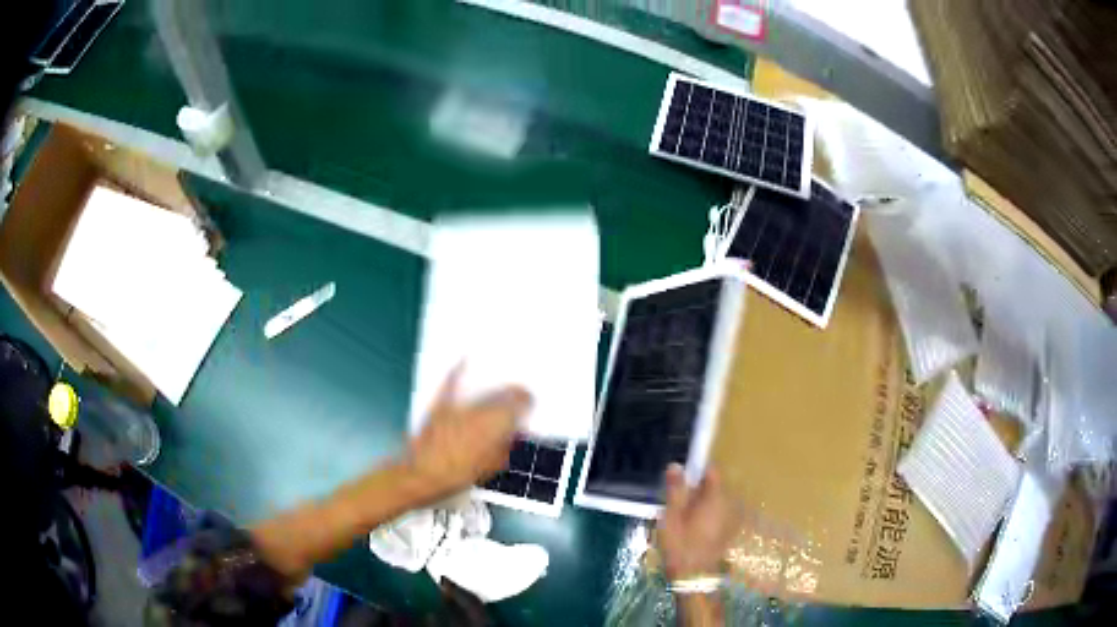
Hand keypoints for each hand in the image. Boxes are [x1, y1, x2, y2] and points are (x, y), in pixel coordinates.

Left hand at [408, 366, 531, 497]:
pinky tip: (462, 359)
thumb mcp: (492, 468)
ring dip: (494, 390)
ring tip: (501, 388)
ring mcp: (458, 407)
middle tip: (519, 396)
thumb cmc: (459, 476)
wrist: (423, 476)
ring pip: (482, 392)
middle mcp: (480, 411)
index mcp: (496, 426)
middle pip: (503, 395)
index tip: (530, 402)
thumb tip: (516, 434)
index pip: (519, 403)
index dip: (527, 401)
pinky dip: (456, 371)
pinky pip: (450, 384)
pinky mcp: (439, 406)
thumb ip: (507, 447)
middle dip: (513, 395)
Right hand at [657, 464, 742, 579]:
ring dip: (702, 502)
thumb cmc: (681, 544)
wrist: (694, 575)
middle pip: (714, 486)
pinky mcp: (728, 530)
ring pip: (716, 500)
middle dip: (698, 487)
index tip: (683, 475)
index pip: (713, 471)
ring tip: (683, 513)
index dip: (698, 468)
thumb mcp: (671, 516)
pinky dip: (707, 514)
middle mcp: (728, 504)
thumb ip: (676, 490)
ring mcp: (730, 518)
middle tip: (678, 498)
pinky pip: (718, 513)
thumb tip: (676, 465)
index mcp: (715, 497)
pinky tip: (692, 526)